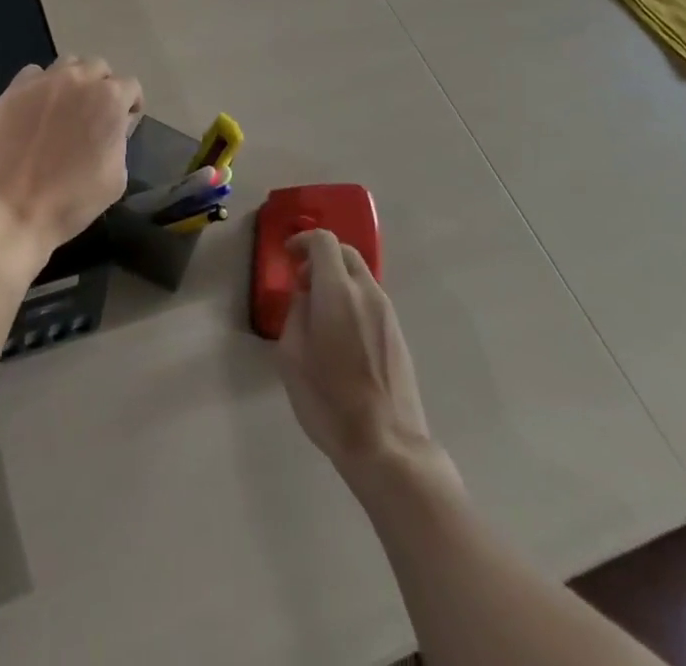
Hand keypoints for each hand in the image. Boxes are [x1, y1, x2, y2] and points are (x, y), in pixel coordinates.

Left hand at [0, 57, 142, 281]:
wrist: (8, 212)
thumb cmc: (70, 202)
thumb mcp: (115, 178)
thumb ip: (119, 141)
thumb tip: (112, 127)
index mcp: (109, 100)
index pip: (130, 86)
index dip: (130, 104)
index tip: (125, 121)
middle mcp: (78, 80)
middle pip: (98, 68)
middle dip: (102, 86)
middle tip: (94, 114)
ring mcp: (43, 82)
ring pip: (67, 64)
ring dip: (74, 80)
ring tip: (66, 106)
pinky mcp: (13, 90)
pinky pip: (34, 74)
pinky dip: (41, 85)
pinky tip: (36, 109)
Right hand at [277, 230, 440, 481]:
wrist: (387, 446)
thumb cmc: (329, 401)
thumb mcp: (292, 356)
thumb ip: (296, 314)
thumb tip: (306, 298)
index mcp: (338, 292)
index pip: (324, 241)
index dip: (303, 240)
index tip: (287, 256)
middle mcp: (367, 293)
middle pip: (346, 252)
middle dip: (321, 257)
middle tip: (301, 282)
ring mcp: (387, 313)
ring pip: (361, 276)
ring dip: (338, 279)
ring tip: (319, 311)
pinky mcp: (398, 334)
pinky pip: (371, 299)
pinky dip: (352, 298)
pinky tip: (340, 332)